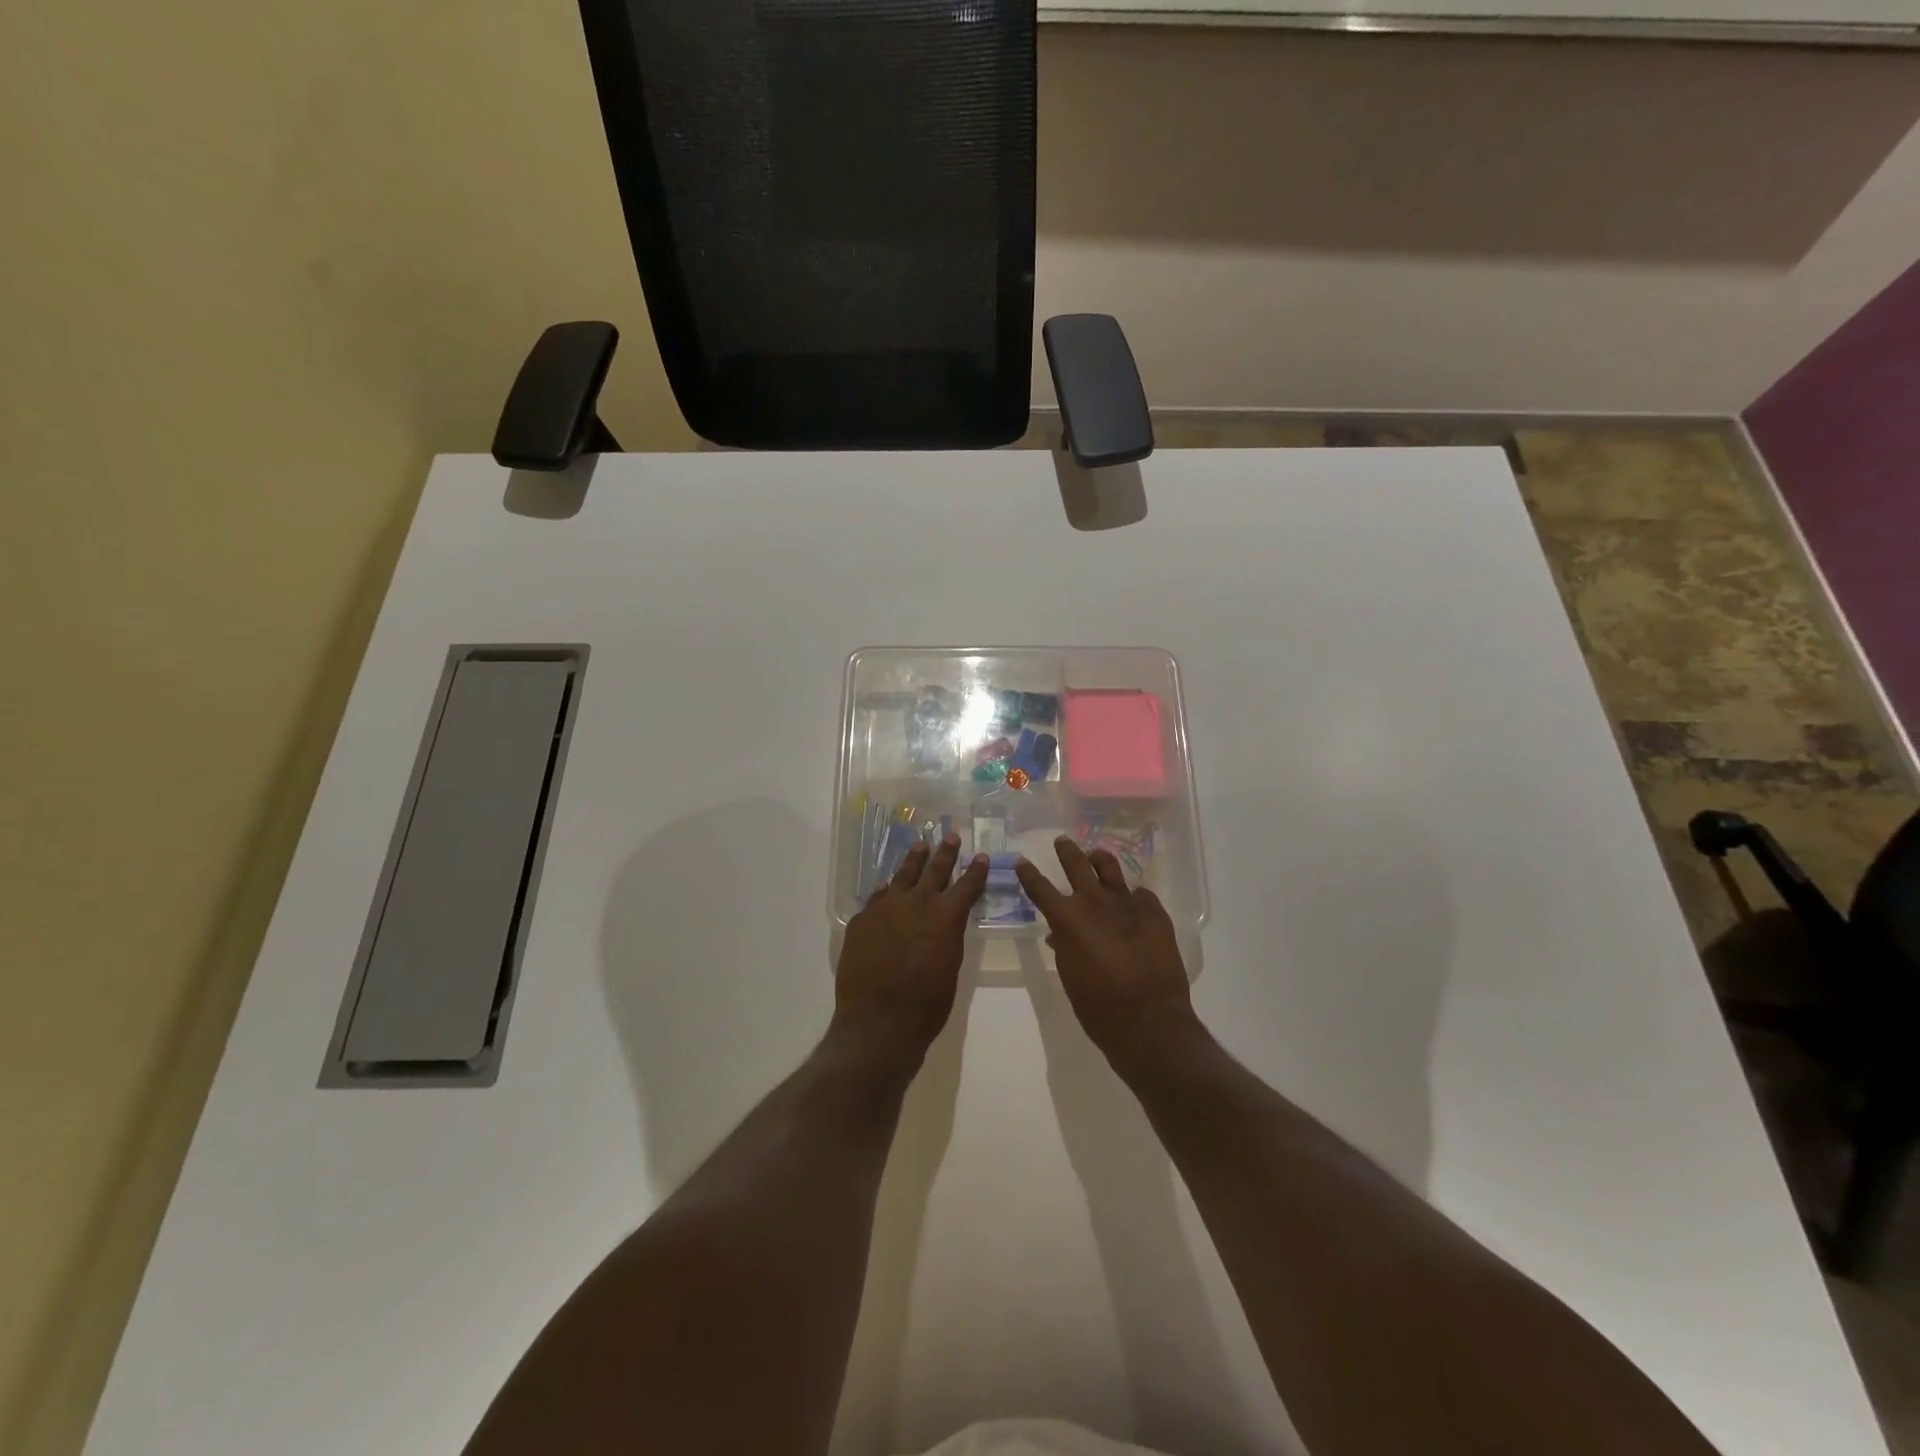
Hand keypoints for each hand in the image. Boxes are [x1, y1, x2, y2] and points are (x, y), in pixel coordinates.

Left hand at [835, 834, 988, 1055]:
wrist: (878, 1019)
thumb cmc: (926, 1003)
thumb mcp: (950, 967)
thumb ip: (947, 938)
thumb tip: (942, 925)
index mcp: (946, 916)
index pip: (966, 886)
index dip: (975, 871)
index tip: (980, 856)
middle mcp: (917, 903)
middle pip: (934, 870)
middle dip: (945, 853)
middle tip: (950, 836)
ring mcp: (886, 908)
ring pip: (902, 875)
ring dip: (913, 860)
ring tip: (920, 846)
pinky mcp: (863, 919)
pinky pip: (877, 897)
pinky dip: (885, 890)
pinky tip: (886, 885)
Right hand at [1016, 837, 1198, 1067]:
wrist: (1150, 1020)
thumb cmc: (1099, 1006)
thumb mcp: (1070, 975)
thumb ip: (1063, 947)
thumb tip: (1058, 933)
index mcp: (1068, 919)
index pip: (1041, 888)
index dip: (1028, 874)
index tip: (1021, 861)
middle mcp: (1095, 902)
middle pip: (1077, 864)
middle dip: (1066, 851)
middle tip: (1062, 841)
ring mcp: (1128, 904)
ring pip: (1110, 868)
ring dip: (1099, 860)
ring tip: (1096, 856)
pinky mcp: (1155, 912)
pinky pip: (1140, 894)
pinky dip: (1132, 896)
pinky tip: (1134, 902)